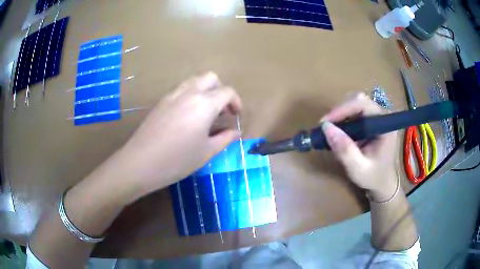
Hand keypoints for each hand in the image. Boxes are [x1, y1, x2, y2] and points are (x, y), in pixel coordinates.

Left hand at [117, 72, 241, 198]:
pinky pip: (181, 89)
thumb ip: (224, 139)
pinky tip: (188, 115)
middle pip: (211, 77)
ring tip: (205, 111)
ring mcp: (173, 95)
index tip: (236, 115)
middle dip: (221, 90)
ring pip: (194, 80)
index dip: (236, 101)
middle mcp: (189, 93)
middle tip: (221, 110)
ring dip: (205, 90)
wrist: (141, 162)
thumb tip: (236, 132)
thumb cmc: (177, 160)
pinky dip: (191, 94)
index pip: (227, 92)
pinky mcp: (161, 101)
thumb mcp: (206, 152)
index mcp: (205, 104)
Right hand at [320, 93, 397, 200]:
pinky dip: (343, 119)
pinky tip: (338, 132)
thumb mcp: (358, 168)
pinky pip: (354, 112)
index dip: (343, 109)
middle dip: (340, 111)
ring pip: (354, 104)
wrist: (381, 182)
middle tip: (325, 127)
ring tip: (330, 131)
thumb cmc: (372, 177)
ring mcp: (376, 117)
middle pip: (358, 101)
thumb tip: (326, 128)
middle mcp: (381, 117)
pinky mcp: (370, 121)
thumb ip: (344, 150)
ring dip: (340, 115)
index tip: (325, 123)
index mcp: (384, 126)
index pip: (363, 105)